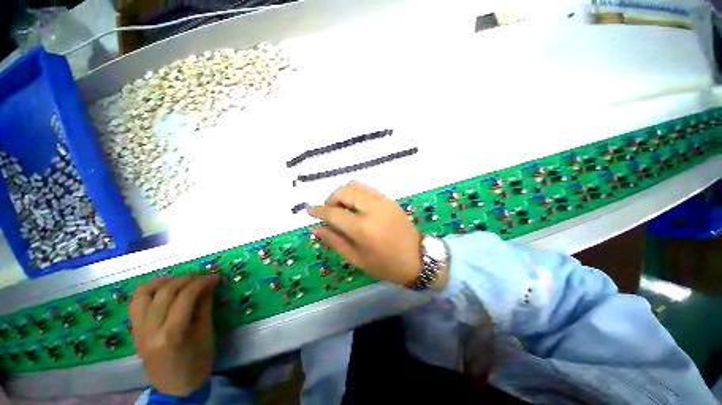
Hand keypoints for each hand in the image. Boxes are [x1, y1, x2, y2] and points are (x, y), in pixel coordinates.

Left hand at [129, 275, 218, 396]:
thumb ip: (205, 306)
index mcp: (171, 334)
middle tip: (202, 277)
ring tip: (180, 280)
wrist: (175, 388)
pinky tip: (162, 288)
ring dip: (164, 281)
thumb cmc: (197, 363)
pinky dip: (148, 290)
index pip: (185, 297)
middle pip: (165, 292)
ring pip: (143, 294)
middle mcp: (150, 330)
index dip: (201, 282)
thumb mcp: (206, 333)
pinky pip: (136, 303)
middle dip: (186, 279)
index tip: (215, 276)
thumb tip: (210, 284)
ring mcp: (138, 330)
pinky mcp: (134, 331)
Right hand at [309, 181, 421, 285]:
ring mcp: (382, 201)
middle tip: (329, 211)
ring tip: (341, 207)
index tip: (309, 210)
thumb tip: (316, 228)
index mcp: (363, 228)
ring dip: (343, 194)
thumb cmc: (385, 265)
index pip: (334, 213)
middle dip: (331, 199)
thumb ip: (334, 241)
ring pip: (355, 186)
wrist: (417, 258)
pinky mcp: (389, 199)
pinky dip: (356, 193)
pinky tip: (355, 205)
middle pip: (344, 192)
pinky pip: (367, 188)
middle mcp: (372, 209)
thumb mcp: (356, 259)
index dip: (319, 211)